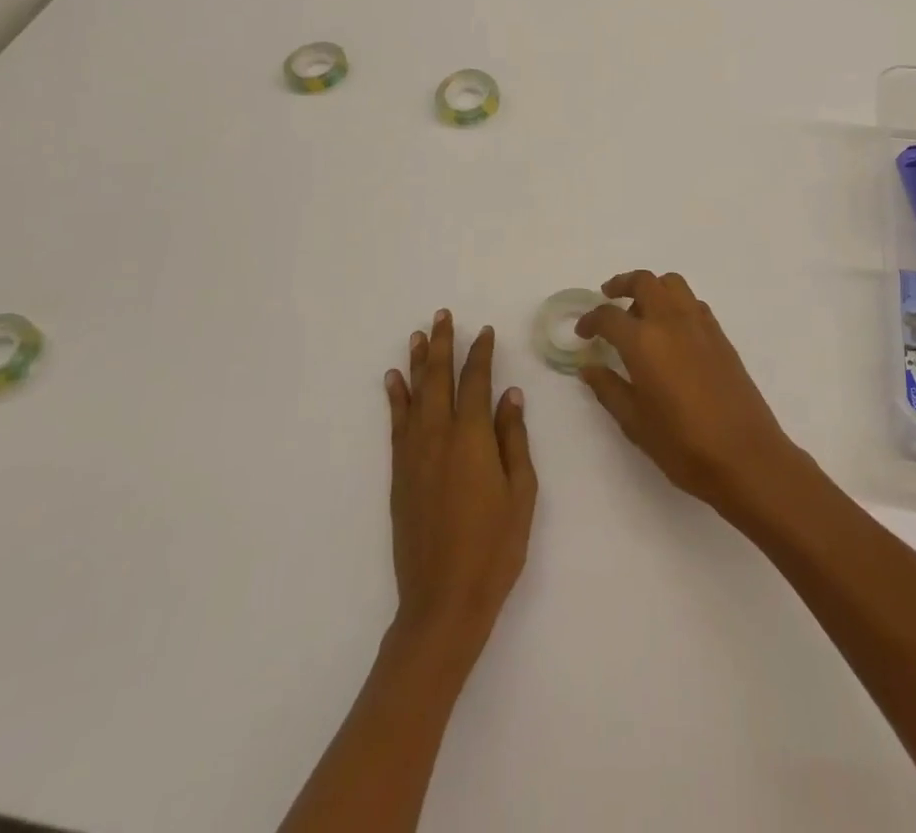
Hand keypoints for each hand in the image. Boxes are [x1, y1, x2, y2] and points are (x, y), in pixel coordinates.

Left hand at [384, 310, 536, 668]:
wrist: (443, 601)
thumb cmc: (495, 548)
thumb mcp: (521, 492)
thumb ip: (513, 439)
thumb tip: (510, 395)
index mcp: (472, 438)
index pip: (476, 382)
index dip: (481, 354)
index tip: (485, 331)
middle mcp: (438, 437)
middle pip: (439, 379)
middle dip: (443, 345)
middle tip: (443, 316)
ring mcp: (414, 455)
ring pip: (414, 396)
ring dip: (418, 363)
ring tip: (418, 335)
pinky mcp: (399, 474)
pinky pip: (396, 424)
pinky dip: (395, 399)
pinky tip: (394, 381)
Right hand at [577, 271, 800, 517]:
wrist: (746, 456)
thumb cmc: (682, 445)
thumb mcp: (635, 422)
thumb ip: (608, 388)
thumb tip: (589, 367)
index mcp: (644, 342)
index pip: (608, 316)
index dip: (590, 320)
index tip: (583, 332)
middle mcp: (671, 321)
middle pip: (644, 281)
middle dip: (621, 285)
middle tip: (608, 298)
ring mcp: (700, 325)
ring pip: (672, 284)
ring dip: (652, 288)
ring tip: (641, 312)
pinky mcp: (720, 335)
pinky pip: (693, 303)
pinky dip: (676, 304)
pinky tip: (671, 332)